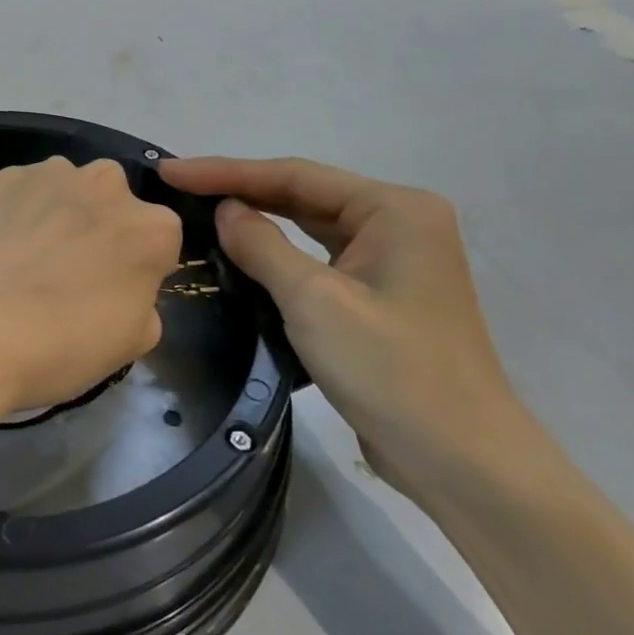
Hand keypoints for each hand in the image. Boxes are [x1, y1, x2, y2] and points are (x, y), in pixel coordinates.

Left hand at [0, 157, 180, 417]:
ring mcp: (53, 174)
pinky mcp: (4, 177)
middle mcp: (109, 185)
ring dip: (60, 215)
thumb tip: (124, 289)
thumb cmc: (60, 346)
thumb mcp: (129, 345)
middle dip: (100, 231)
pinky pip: (25, 193)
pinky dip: (19, 213)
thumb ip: (143, 304)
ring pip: (69, 192)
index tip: (110, 295)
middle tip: (68, 276)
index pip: (159, 243)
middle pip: (115, 206)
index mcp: (153, 228)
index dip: (136, 270)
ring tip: (26, 263)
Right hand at [161, 156, 546, 505]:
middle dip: (240, 192)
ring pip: (310, 228)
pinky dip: (279, 257)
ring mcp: (393, 261)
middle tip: (177, 188)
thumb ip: (263, 246)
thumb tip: (225, 210)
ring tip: (200, 212)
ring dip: (258, 222)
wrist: (462, 463)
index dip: (227, 171)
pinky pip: (319, 261)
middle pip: (303, 196)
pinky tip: (242, 256)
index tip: (171, 171)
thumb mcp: (314, 302)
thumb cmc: (391, 371)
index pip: (295, 176)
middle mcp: (398, 223)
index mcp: (394, 209)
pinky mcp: (381, 296)